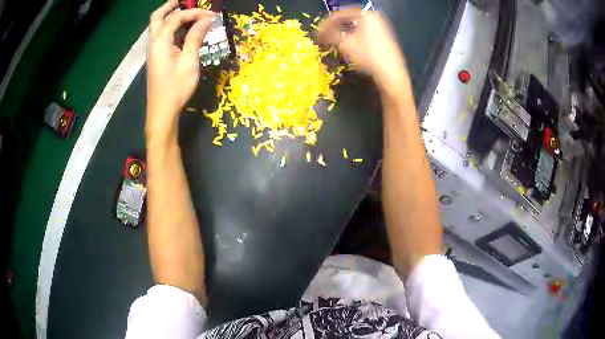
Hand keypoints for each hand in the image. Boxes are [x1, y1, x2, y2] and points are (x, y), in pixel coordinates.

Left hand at [146, 0, 215, 141]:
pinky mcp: (156, 57)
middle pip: (157, 17)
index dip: (195, 13)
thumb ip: (196, 37)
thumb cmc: (176, 88)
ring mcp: (153, 50)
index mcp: (160, 41)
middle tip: (185, 1)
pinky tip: (183, 30)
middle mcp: (154, 43)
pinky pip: (161, 35)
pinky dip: (171, 27)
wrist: (162, 111)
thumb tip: (207, 19)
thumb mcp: (189, 61)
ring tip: (187, 12)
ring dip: (170, 16)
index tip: (211, 16)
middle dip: (171, 6)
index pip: (177, 17)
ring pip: (158, 26)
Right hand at [318, 9, 407, 88]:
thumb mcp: (345, 44)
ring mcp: (379, 26)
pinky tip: (346, 45)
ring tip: (332, 42)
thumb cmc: (368, 55)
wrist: (391, 73)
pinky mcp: (382, 36)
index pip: (338, 15)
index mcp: (364, 14)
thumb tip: (320, 34)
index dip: (325, 25)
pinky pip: (362, 32)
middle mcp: (373, 16)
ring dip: (341, 33)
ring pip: (354, 26)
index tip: (317, 34)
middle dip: (333, 29)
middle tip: (323, 38)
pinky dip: (352, 36)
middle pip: (347, 19)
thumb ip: (330, 35)